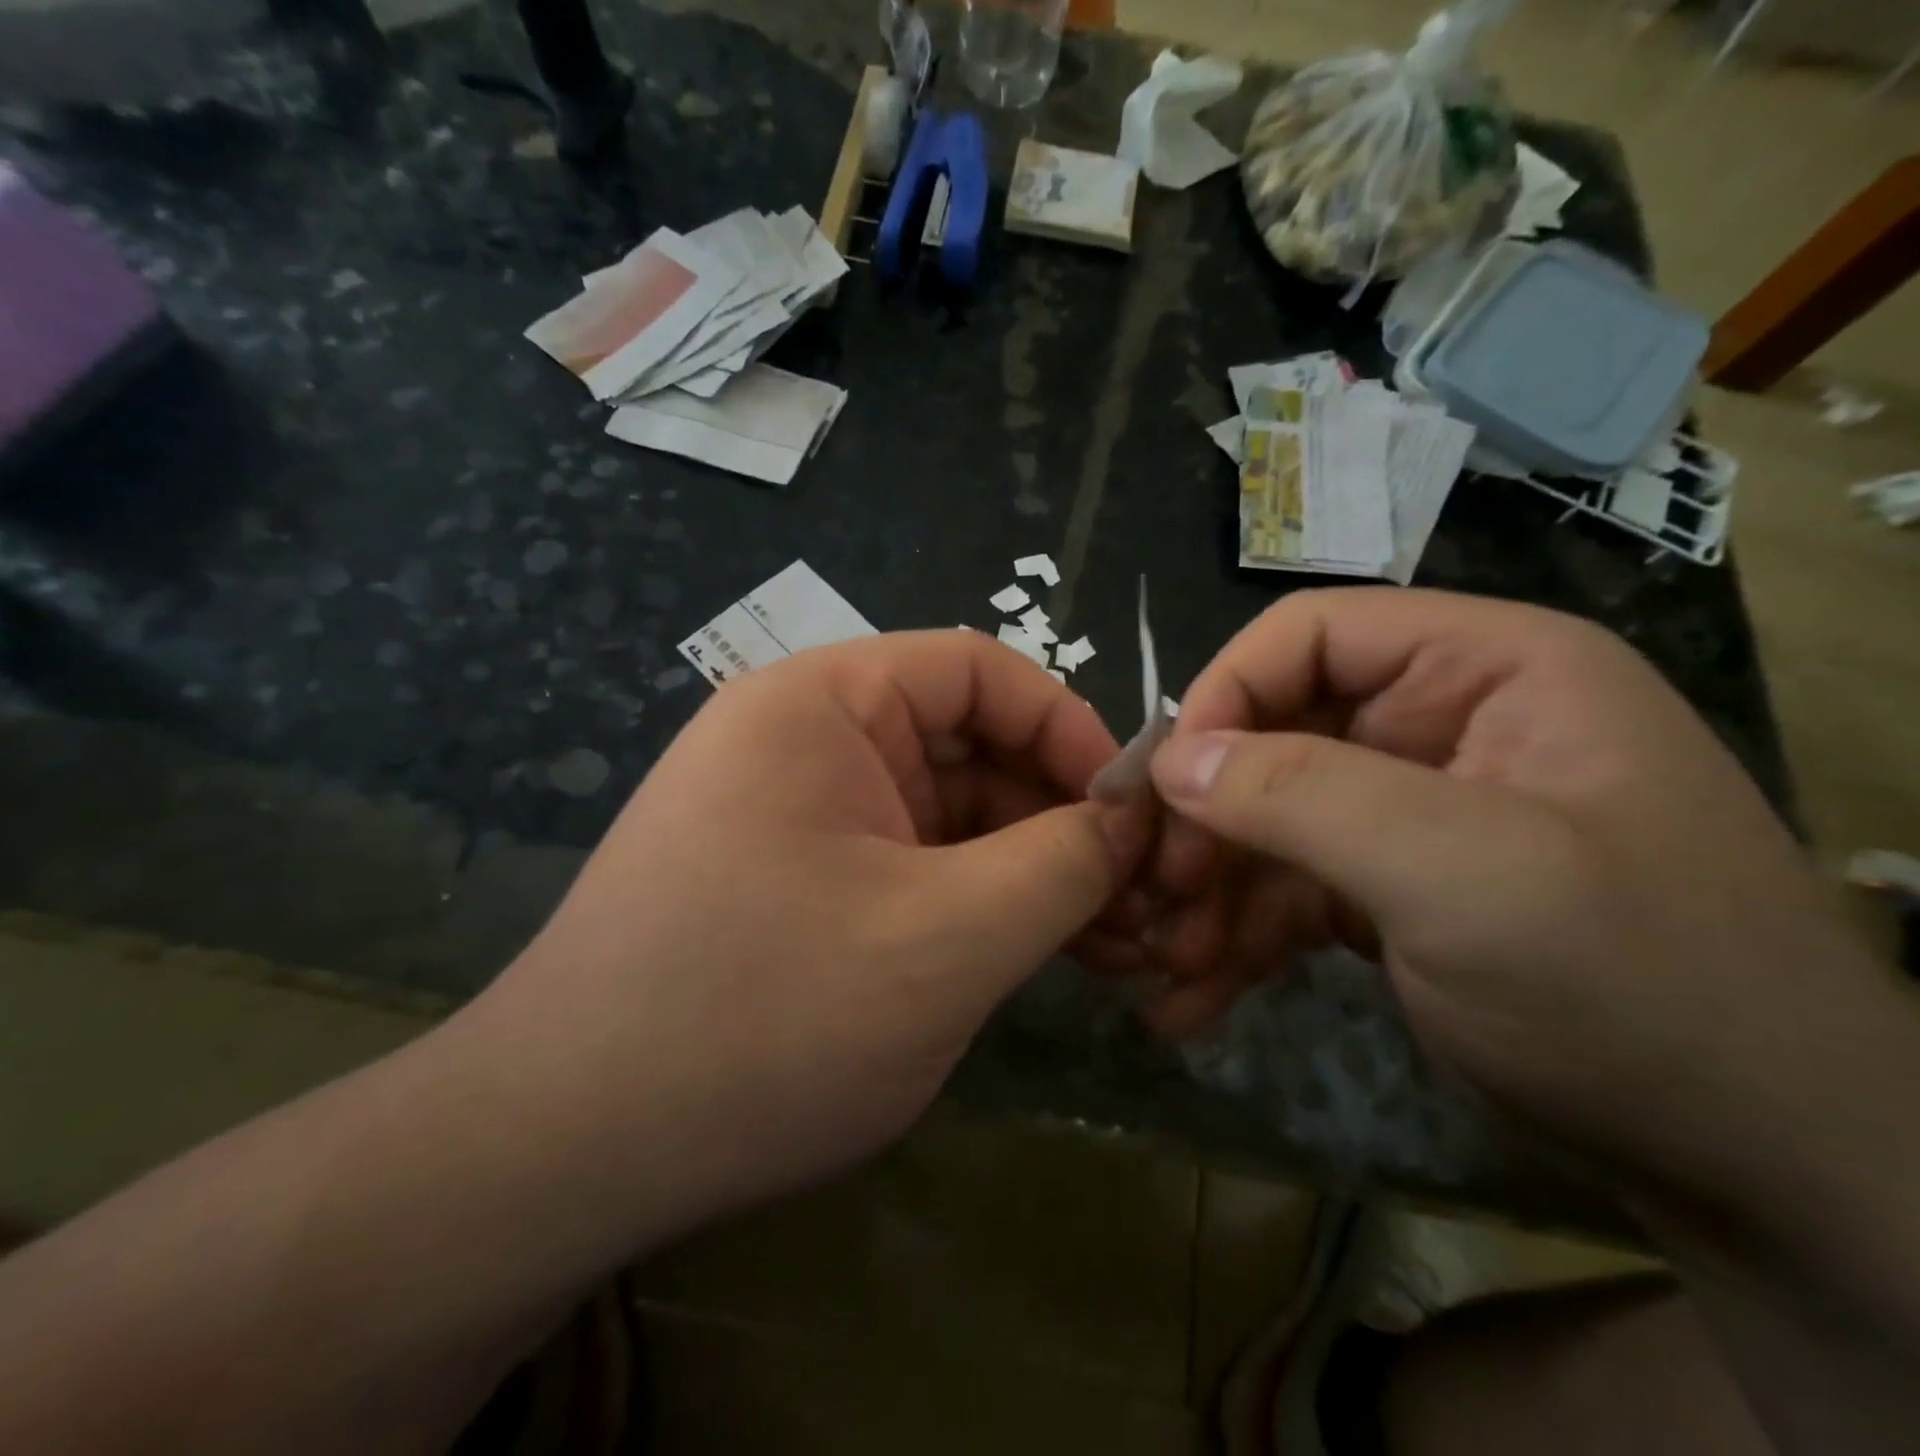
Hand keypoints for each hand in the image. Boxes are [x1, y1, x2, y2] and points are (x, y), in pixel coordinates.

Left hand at [458, 630, 1143, 1246]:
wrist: (568, 1149)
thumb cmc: (761, 1021)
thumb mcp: (946, 939)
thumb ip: (1061, 864)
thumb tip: (1134, 818)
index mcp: (822, 703)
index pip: (978, 671)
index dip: (1068, 728)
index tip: (1132, 811)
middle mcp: (805, 739)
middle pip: (967, 744)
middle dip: (1057, 814)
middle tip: (1141, 900)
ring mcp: (800, 812)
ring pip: (947, 813)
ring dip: (1027, 868)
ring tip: (1110, 943)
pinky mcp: (800, 879)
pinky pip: (912, 863)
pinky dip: (978, 901)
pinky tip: (1034, 955)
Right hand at [1131, 589, 1889, 1180]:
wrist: (1763, 1172)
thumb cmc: (1638, 989)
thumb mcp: (1465, 876)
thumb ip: (1304, 795)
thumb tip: (1172, 759)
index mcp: (1485, 670)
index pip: (1311, 636)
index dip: (1224, 693)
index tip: (1165, 783)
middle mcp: (1441, 726)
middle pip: (1274, 734)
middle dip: (1204, 816)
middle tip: (1150, 890)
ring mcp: (1410, 814)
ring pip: (1268, 821)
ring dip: (1208, 890)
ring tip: (1162, 961)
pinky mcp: (1388, 891)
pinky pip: (1288, 891)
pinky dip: (1237, 938)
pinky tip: (1189, 997)